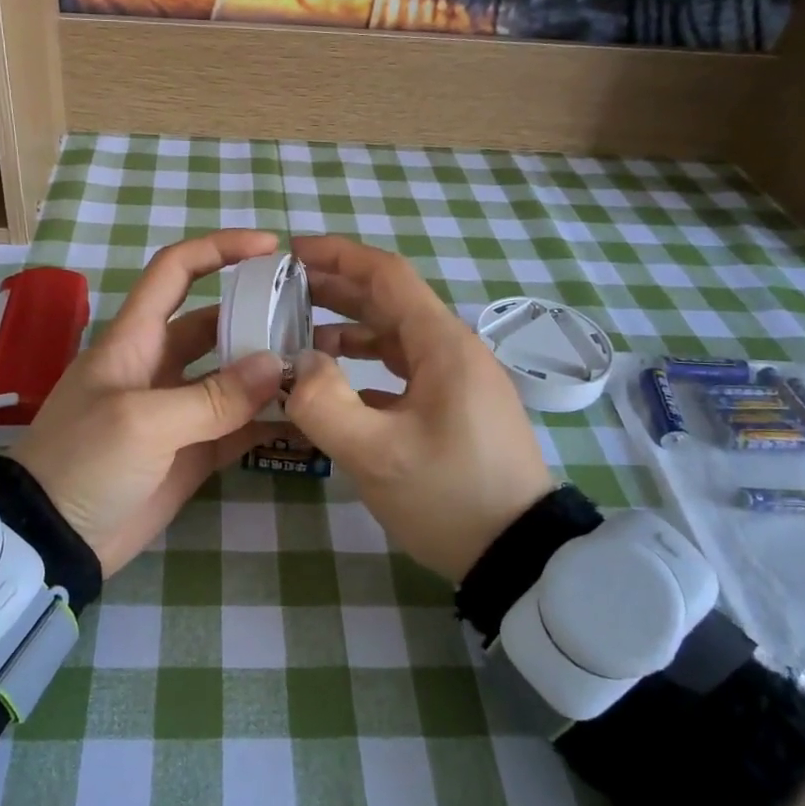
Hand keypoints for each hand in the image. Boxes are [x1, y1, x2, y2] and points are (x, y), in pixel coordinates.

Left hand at [11, 231, 287, 576]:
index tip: (270, 247)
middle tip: (312, 318)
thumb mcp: (142, 422)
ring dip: (269, 370)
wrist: (51, 540)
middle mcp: (158, 365)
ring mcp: (178, 410)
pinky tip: (305, 418)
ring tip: (319, 366)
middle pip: (215, 323)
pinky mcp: (192, 452)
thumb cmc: (82, 462)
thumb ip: (212, 397)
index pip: (175, 271)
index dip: (219, 249)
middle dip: (258, 314)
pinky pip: (238, 427)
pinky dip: (268, 421)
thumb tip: (277, 366)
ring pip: (232, 376)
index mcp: (135, 339)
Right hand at [283, 235, 554, 582]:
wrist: (520, 555)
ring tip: (299, 334)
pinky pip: (404, 367)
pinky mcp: (455, 406)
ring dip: (349, 327)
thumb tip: (298, 363)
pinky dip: (367, 363)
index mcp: (442, 344)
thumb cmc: (450, 498)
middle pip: (390, 300)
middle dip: (337, 288)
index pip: (387, 275)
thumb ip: (324, 404)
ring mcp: (457, 379)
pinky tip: (336, 382)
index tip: (293, 251)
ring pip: (396, 335)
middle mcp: (453, 349)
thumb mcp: (377, 455)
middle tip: (284, 289)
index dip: (339, 256)